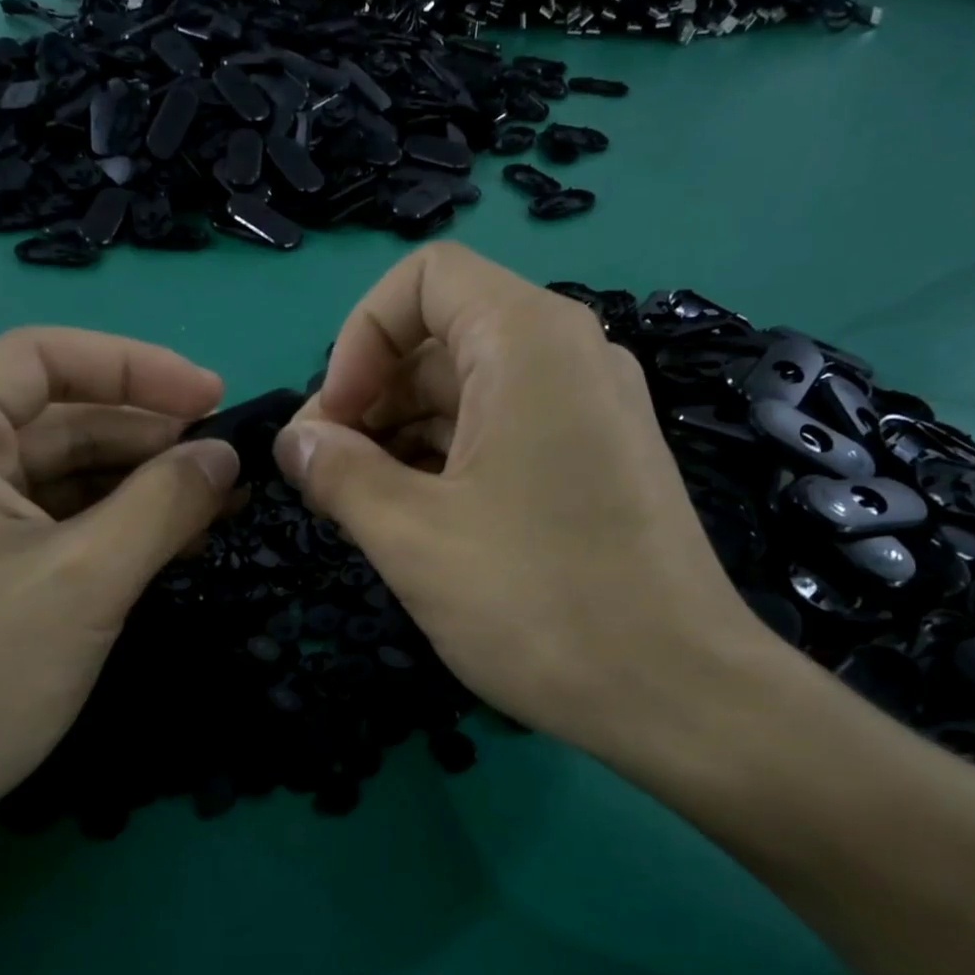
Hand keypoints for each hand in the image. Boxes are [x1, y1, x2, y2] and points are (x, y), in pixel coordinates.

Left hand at [0, 329, 239, 858]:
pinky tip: (172, 537)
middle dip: (149, 435)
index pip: (47, 356)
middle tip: (229, 464)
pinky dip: (111, 521)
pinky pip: (49, 514)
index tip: (217, 399)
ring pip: (60, 467)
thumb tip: (226, 457)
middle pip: (58, 413)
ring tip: (217, 502)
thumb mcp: (86, 579)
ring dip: (139, 482)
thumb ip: (165, 502)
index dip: (141, 369)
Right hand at [275, 243, 787, 777]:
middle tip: (329, 476)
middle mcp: (569, 356)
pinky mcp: (597, 463)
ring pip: (470, 392)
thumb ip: (339, 474)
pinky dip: (447, 462)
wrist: (680, 696)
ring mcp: (590, 411)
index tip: (334, 421)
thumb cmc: (539, 602)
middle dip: (370, 397)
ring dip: (402, 437)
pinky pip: (504, 433)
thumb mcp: (413, 537)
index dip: (360, 338)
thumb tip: (295, 442)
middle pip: (442, 338)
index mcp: (529, 341)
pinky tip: (416, 521)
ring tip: (362, 506)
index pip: (423, 279)